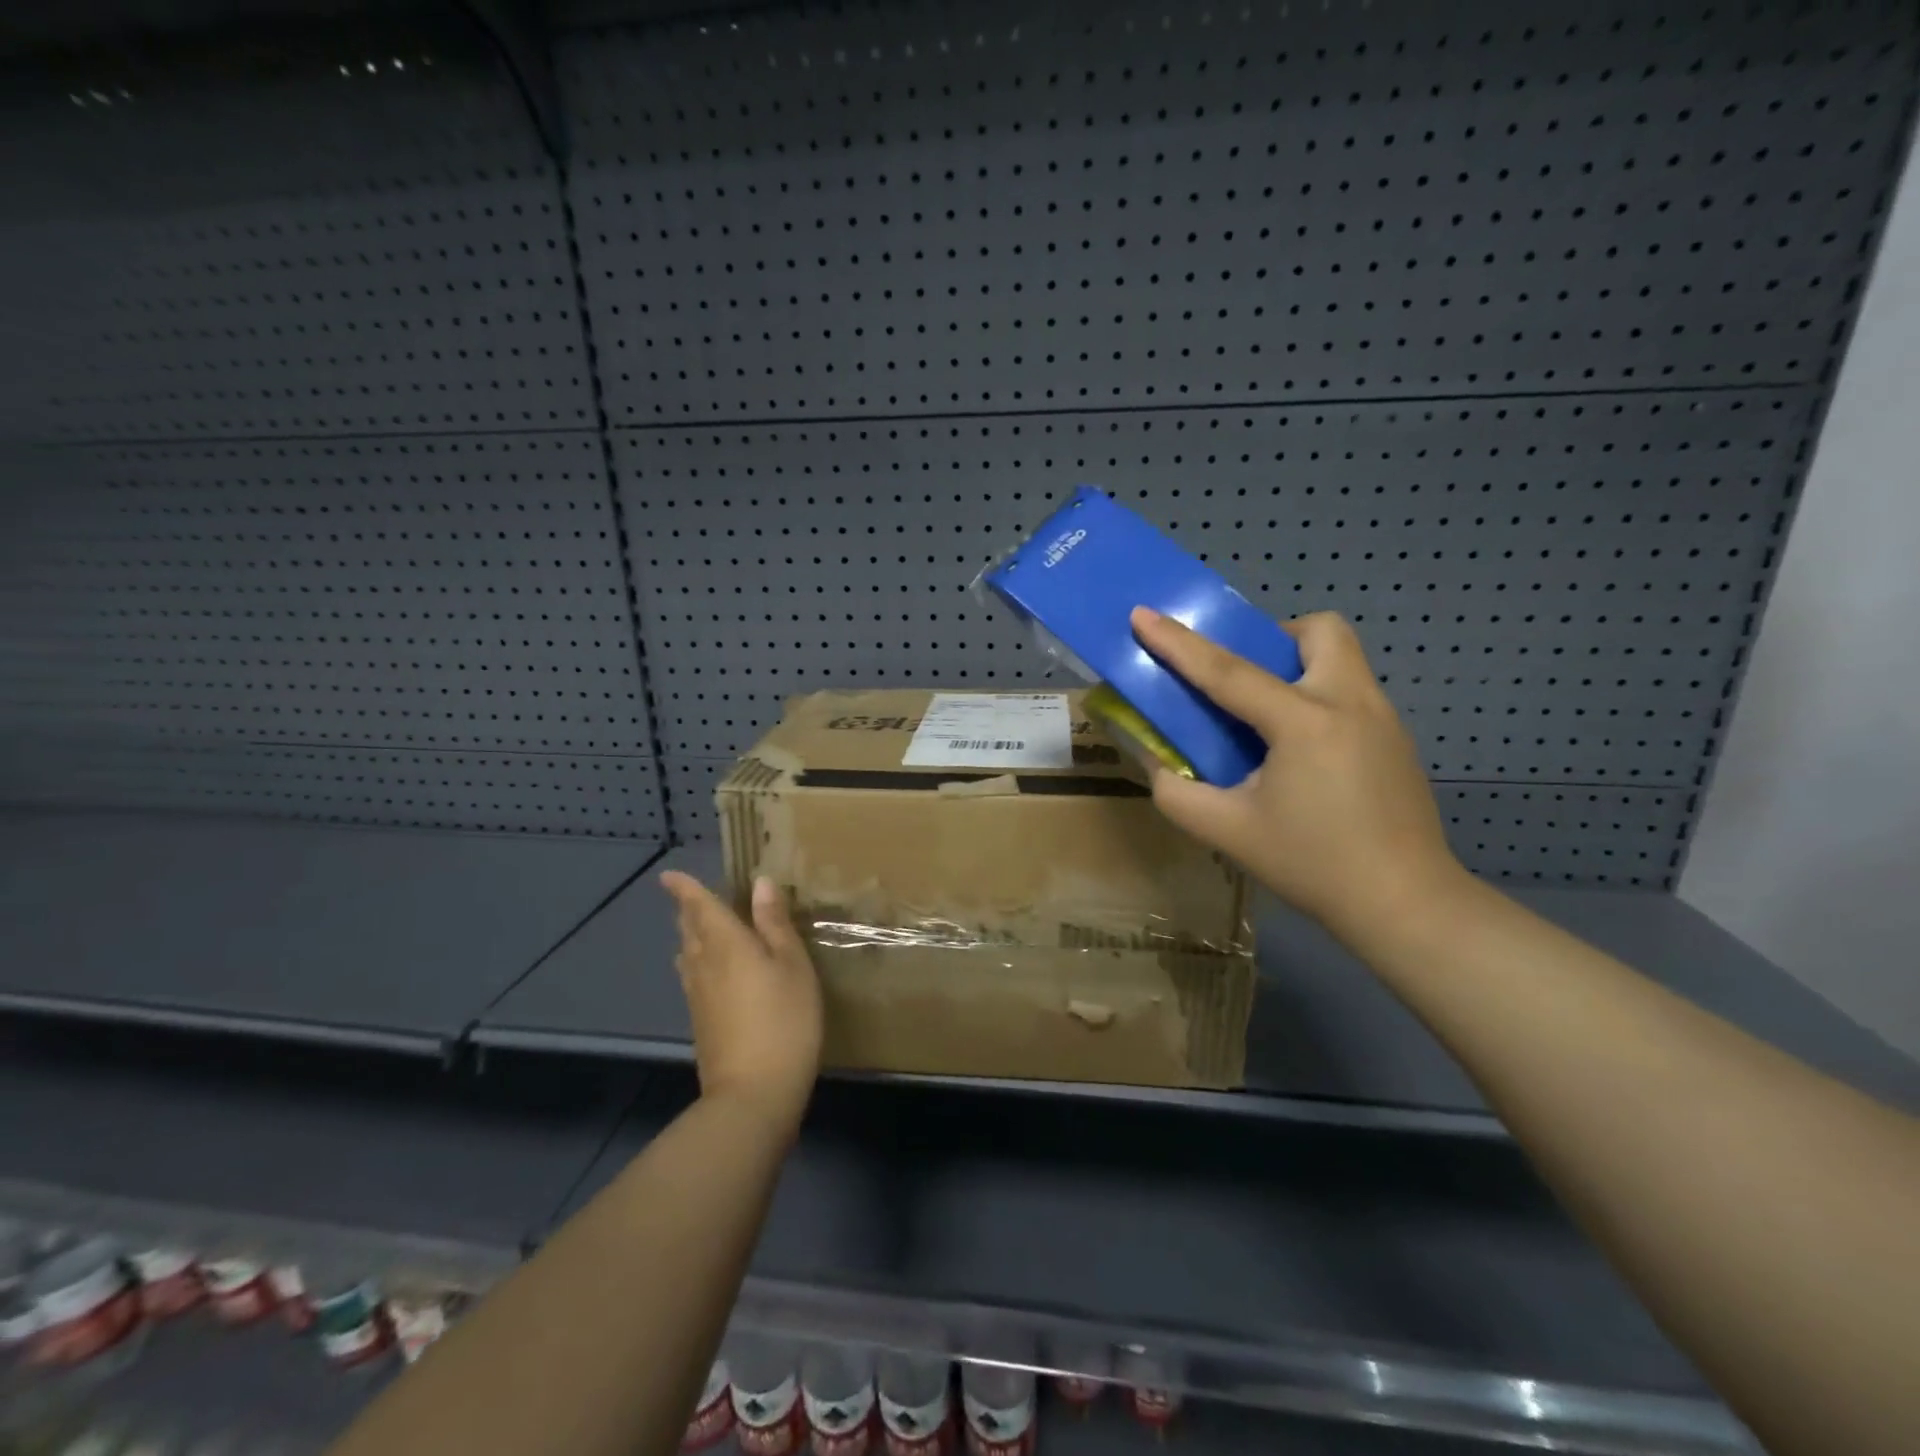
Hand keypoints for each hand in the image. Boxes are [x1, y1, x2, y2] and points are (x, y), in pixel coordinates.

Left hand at [660, 872, 822, 1136]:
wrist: (753, 1093)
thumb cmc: (783, 1018)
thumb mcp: (791, 964)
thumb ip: (774, 923)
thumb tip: (760, 883)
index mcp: (725, 943)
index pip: (699, 907)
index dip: (684, 889)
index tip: (668, 876)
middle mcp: (703, 964)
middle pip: (689, 930)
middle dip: (689, 911)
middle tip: (691, 897)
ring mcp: (698, 996)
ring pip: (688, 955)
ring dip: (691, 937)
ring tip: (701, 928)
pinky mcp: (701, 1021)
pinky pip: (693, 977)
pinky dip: (698, 963)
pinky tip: (711, 973)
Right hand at [1130, 606, 1464, 937]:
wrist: (1407, 906)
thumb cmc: (1312, 865)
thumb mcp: (1227, 832)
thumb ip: (1177, 792)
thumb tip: (1156, 761)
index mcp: (1304, 723)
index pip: (1228, 671)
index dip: (1178, 642)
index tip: (1143, 613)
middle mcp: (1350, 703)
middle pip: (1320, 631)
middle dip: (1275, 638)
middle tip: (1246, 680)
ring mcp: (1384, 719)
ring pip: (1342, 658)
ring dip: (1299, 668)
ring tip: (1269, 719)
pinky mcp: (1398, 740)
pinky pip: (1352, 692)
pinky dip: (1318, 699)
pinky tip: (1304, 757)